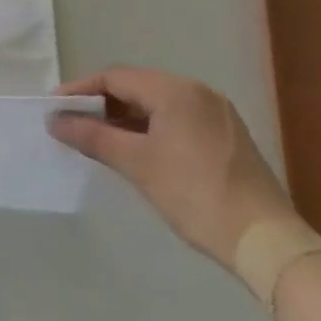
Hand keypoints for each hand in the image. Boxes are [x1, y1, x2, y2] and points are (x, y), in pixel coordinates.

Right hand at [48, 66, 296, 268]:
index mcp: (177, 91)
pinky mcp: (226, 135)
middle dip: (101, 103)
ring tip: (96, 136)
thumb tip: (55, 120)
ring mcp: (217, 113)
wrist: (267, 243)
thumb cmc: (195, 195)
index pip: (115, 77)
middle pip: (136, 86)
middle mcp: (198, 92)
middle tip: (71, 122)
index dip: (80, 90)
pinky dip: (149, 127)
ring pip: (157, 103)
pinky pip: (176, 118)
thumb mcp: (137, 164)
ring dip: (124, 116)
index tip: (53, 108)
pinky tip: (133, 147)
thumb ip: (92, 136)